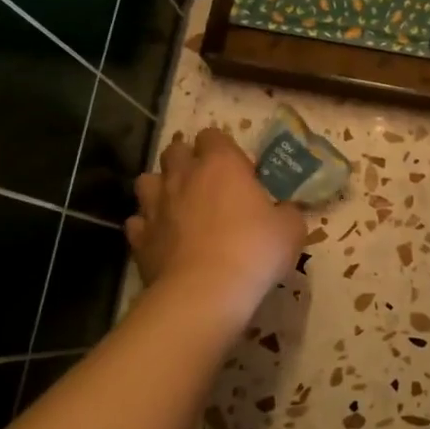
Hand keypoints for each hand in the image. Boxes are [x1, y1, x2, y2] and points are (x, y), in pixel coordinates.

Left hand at [127, 128, 305, 325]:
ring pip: (147, 181)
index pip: (213, 136)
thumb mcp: (291, 229)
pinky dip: (148, 226)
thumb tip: (283, 211)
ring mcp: (155, 206)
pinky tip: (163, 239)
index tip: (239, 172)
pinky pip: (138, 221)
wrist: (205, 292)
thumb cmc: (254, 250)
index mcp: (221, 164)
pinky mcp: (139, 237)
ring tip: (178, 207)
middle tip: (207, 185)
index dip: (224, 149)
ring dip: (161, 188)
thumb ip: (286, 212)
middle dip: (187, 161)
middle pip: (175, 151)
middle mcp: (183, 176)